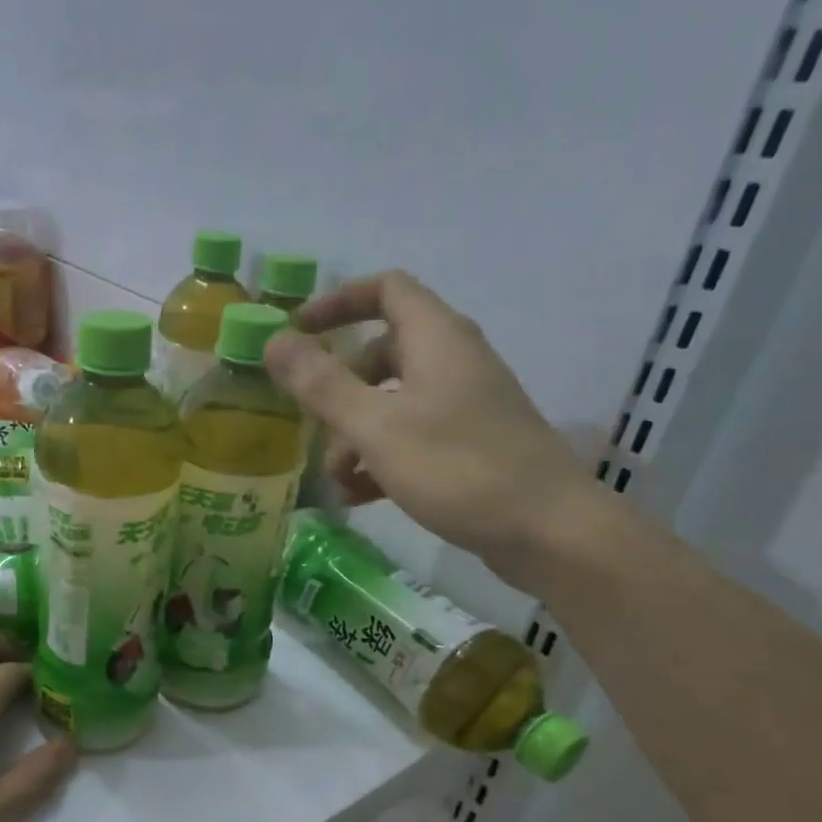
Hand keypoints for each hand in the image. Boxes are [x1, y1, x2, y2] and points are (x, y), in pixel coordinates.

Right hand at [264, 270, 613, 593]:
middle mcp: (454, 362)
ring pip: (394, 403)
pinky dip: (383, 459)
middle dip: (341, 390)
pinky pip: (414, 438)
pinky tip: (360, 498)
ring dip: (356, 435)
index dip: (338, 303)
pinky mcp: (472, 446)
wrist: (548, 531)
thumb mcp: (376, 427)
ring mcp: (466, 406)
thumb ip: (322, 384)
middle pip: (383, 354)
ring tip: (337, 481)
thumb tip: (274, 341)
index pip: (385, 290)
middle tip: (314, 425)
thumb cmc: (458, 468)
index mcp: (436, 339)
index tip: (298, 331)